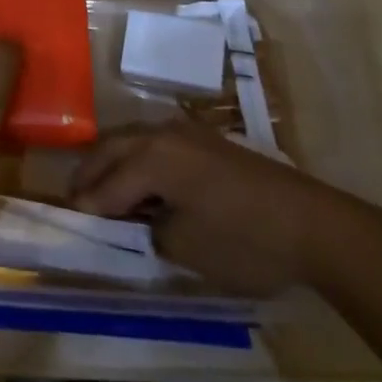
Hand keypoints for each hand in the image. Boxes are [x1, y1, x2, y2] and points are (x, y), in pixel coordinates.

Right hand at [70, 122, 377, 296]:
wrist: (314, 225)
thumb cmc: (245, 241)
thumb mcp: (187, 249)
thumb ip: (150, 231)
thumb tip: (140, 221)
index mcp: (152, 157)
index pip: (107, 183)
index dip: (87, 205)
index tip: (67, 219)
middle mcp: (162, 134)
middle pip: (112, 147)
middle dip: (90, 171)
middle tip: (74, 196)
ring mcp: (187, 133)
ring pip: (133, 138)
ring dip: (114, 161)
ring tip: (102, 187)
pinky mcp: (207, 141)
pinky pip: (156, 142)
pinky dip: (138, 158)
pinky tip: (142, 181)